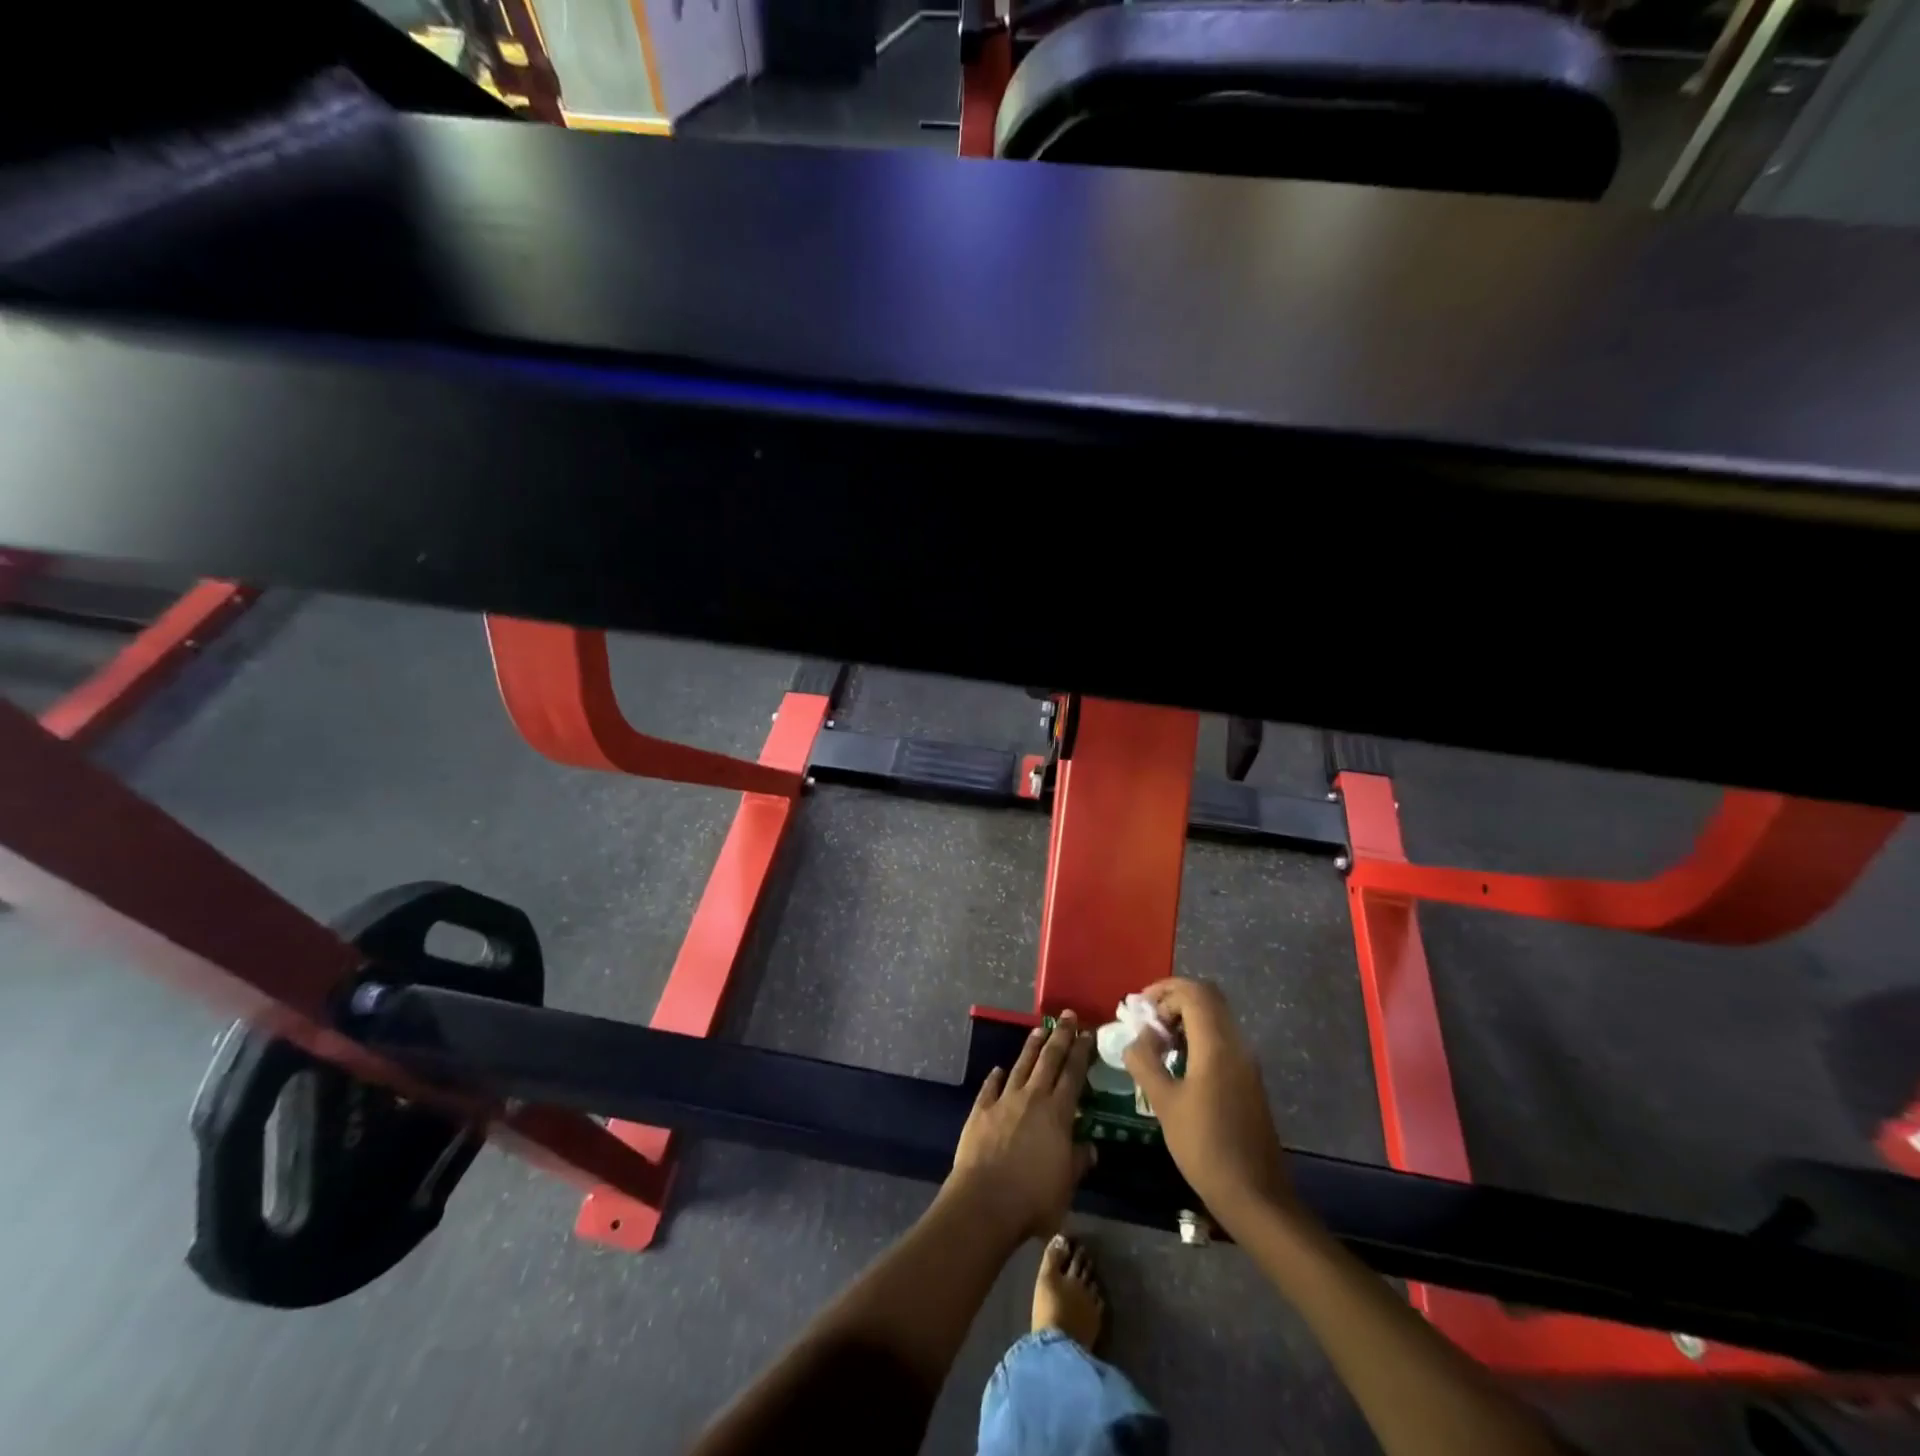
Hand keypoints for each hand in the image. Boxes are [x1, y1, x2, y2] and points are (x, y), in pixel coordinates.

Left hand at [946, 1014, 1096, 1243]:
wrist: (985, 1202)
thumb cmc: (1034, 1198)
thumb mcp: (1067, 1185)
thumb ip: (1078, 1161)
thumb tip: (1090, 1147)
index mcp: (1057, 1113)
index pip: (1073, 1074)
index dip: (1081, 1052)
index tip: (1087, 1032)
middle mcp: (1032, 1098)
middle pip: (1049, 1060)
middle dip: (1060, 1036)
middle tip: (1068, 1016)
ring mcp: (1004, 1101)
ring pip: (1021, 1065)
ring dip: (1031, 1047)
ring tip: (1039, 1029)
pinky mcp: (981, 1110)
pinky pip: (990, 1087)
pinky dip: (995, 1077)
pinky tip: (998, 1069)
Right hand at [1123, 979, 1293, 1228]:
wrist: (1256, 1195)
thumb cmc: (1205, 1147)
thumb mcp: (1164, 1104)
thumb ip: (1145, 1063)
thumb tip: (1137, 1039)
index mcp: (1217, 1045)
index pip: (1193, 993)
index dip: (1163, 991)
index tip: (1138, 1009)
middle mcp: (1236, 1044)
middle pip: (1207, 998)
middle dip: (1173, 1000)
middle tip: (1147, 1021)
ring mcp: (1246, 1062)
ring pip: (1215, 1018)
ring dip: (1185, 1019)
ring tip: (1156, 1043)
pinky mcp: (1248, 1079)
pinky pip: (1221, 1039)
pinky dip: (1197, 1037)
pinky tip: (1177, 1064)